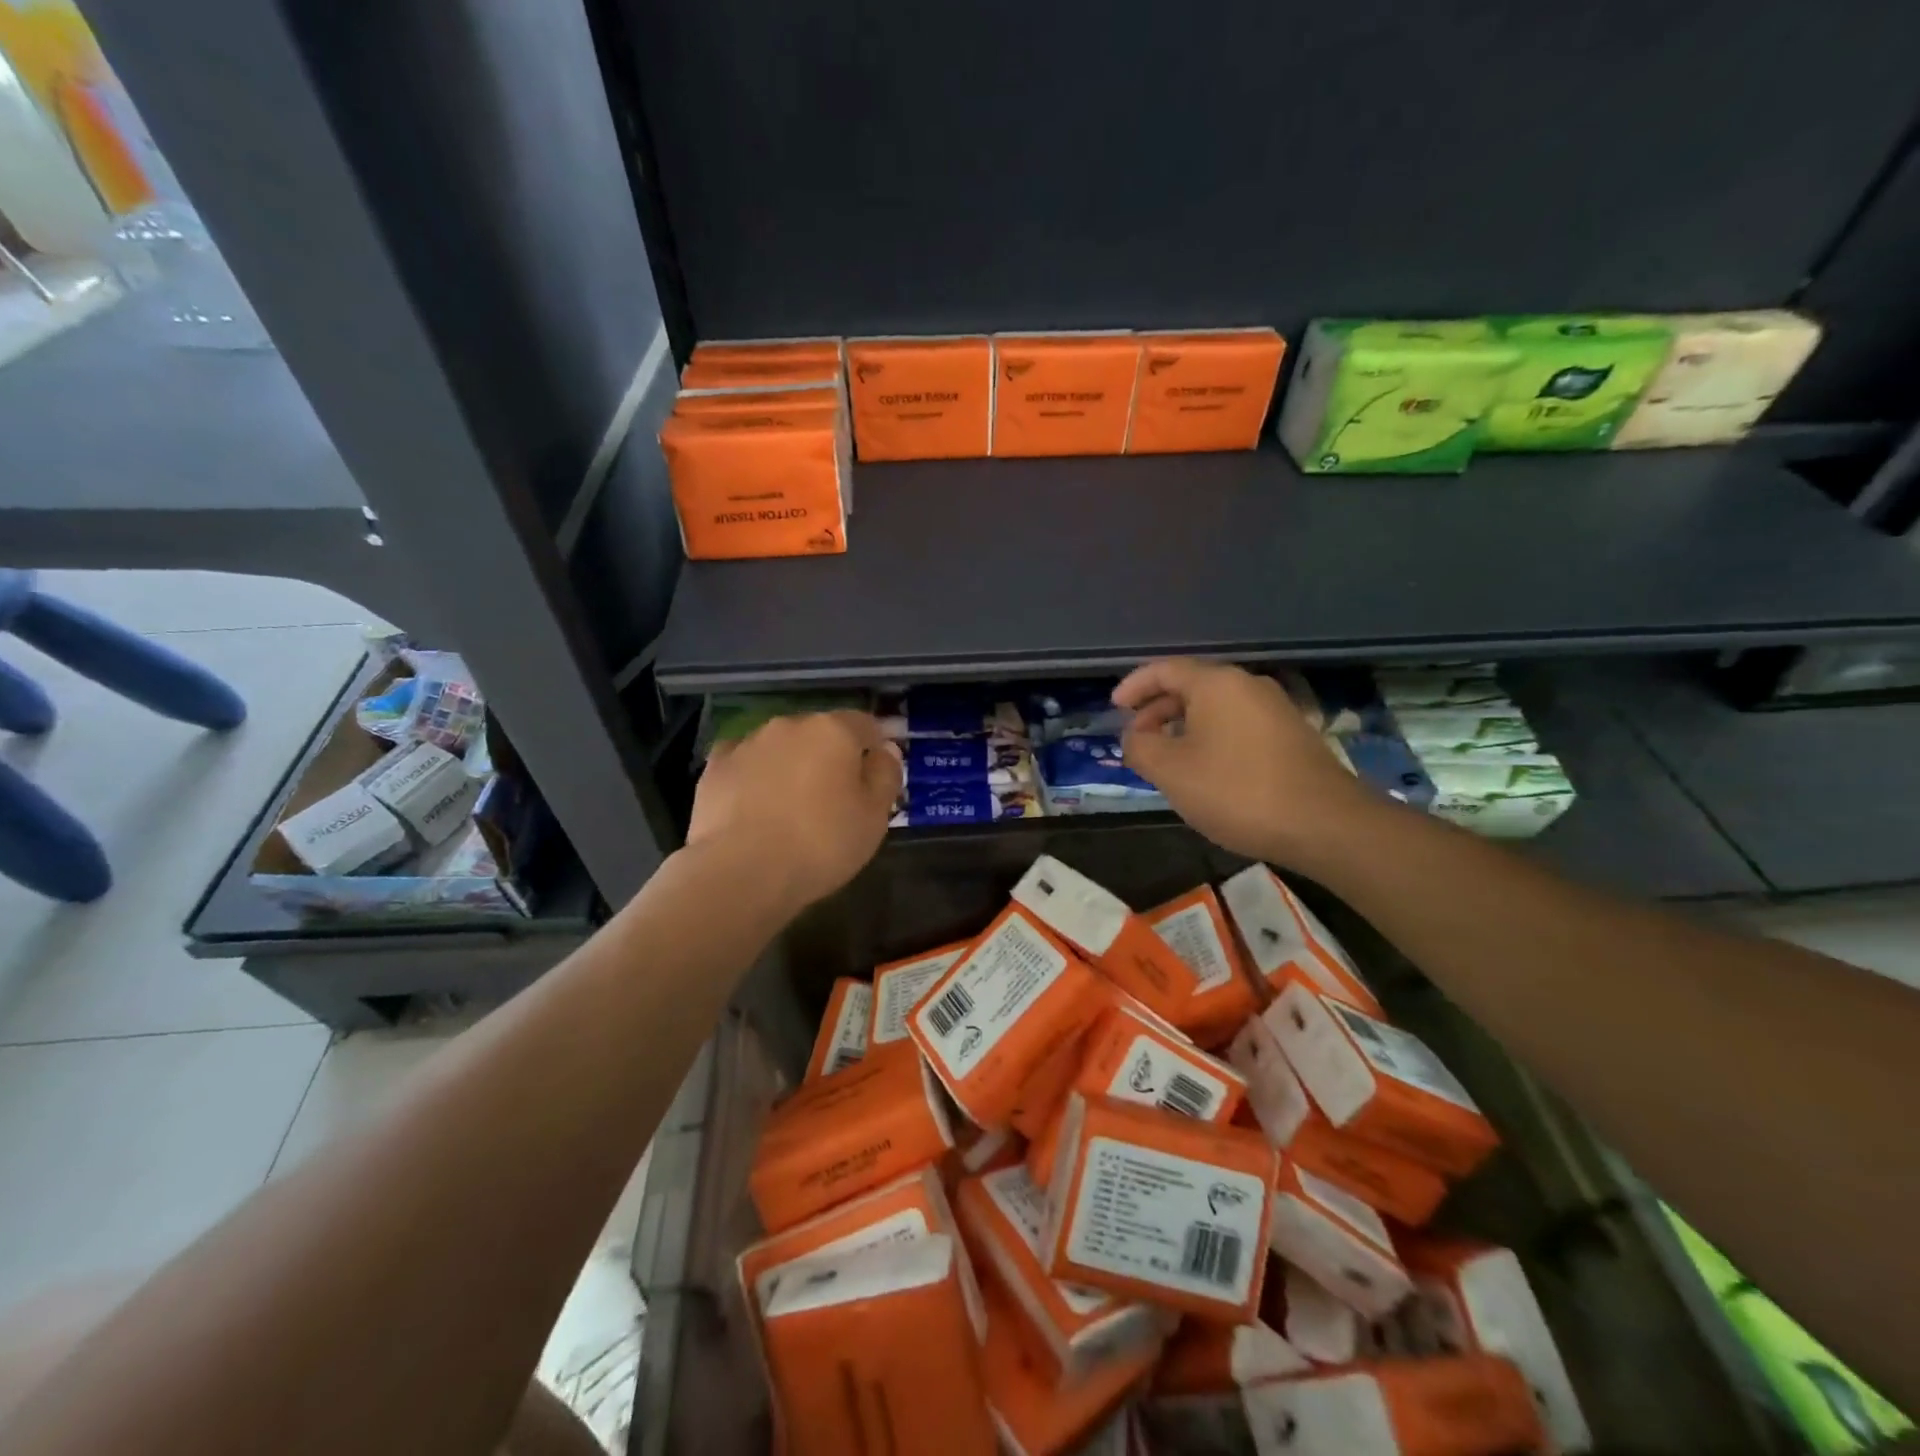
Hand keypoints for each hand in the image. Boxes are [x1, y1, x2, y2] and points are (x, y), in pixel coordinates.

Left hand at [688, 711, 901, 910]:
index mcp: (833, 730)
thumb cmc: (820, 844)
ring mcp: (747, 743)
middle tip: (835, 797)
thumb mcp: (874, 817)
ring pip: (781, 746)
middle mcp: (789, 724)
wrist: (740, 872)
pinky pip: (746, 764)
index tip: (876, 776)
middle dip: (830, 756)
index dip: (875, 747)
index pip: (866, 724)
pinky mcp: (715, 767)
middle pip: (821, 733)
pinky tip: (755, 805)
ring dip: (791, 765)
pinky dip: (755, 777)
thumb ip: (886, 776)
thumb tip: (885, 752)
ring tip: (791, 806)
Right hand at [1114, 659, 1374, 865]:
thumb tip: (1133, 736)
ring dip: (1183, 727)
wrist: (1323, 824)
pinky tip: (1205, 770)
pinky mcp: (1291, 735)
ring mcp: (1274, 709)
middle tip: (1136, 738)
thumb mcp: (1170, 771)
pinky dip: (1210, 738)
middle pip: (1191, 686)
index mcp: (1216, 683)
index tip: (1114, 708)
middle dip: (1157, 710)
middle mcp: (1247, 685)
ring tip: (1166, 758)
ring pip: (1215, 708)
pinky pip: (1237, 725)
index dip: (1134, 686)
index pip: (1164, 669)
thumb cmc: (1236, 791)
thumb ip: (1140, 747)